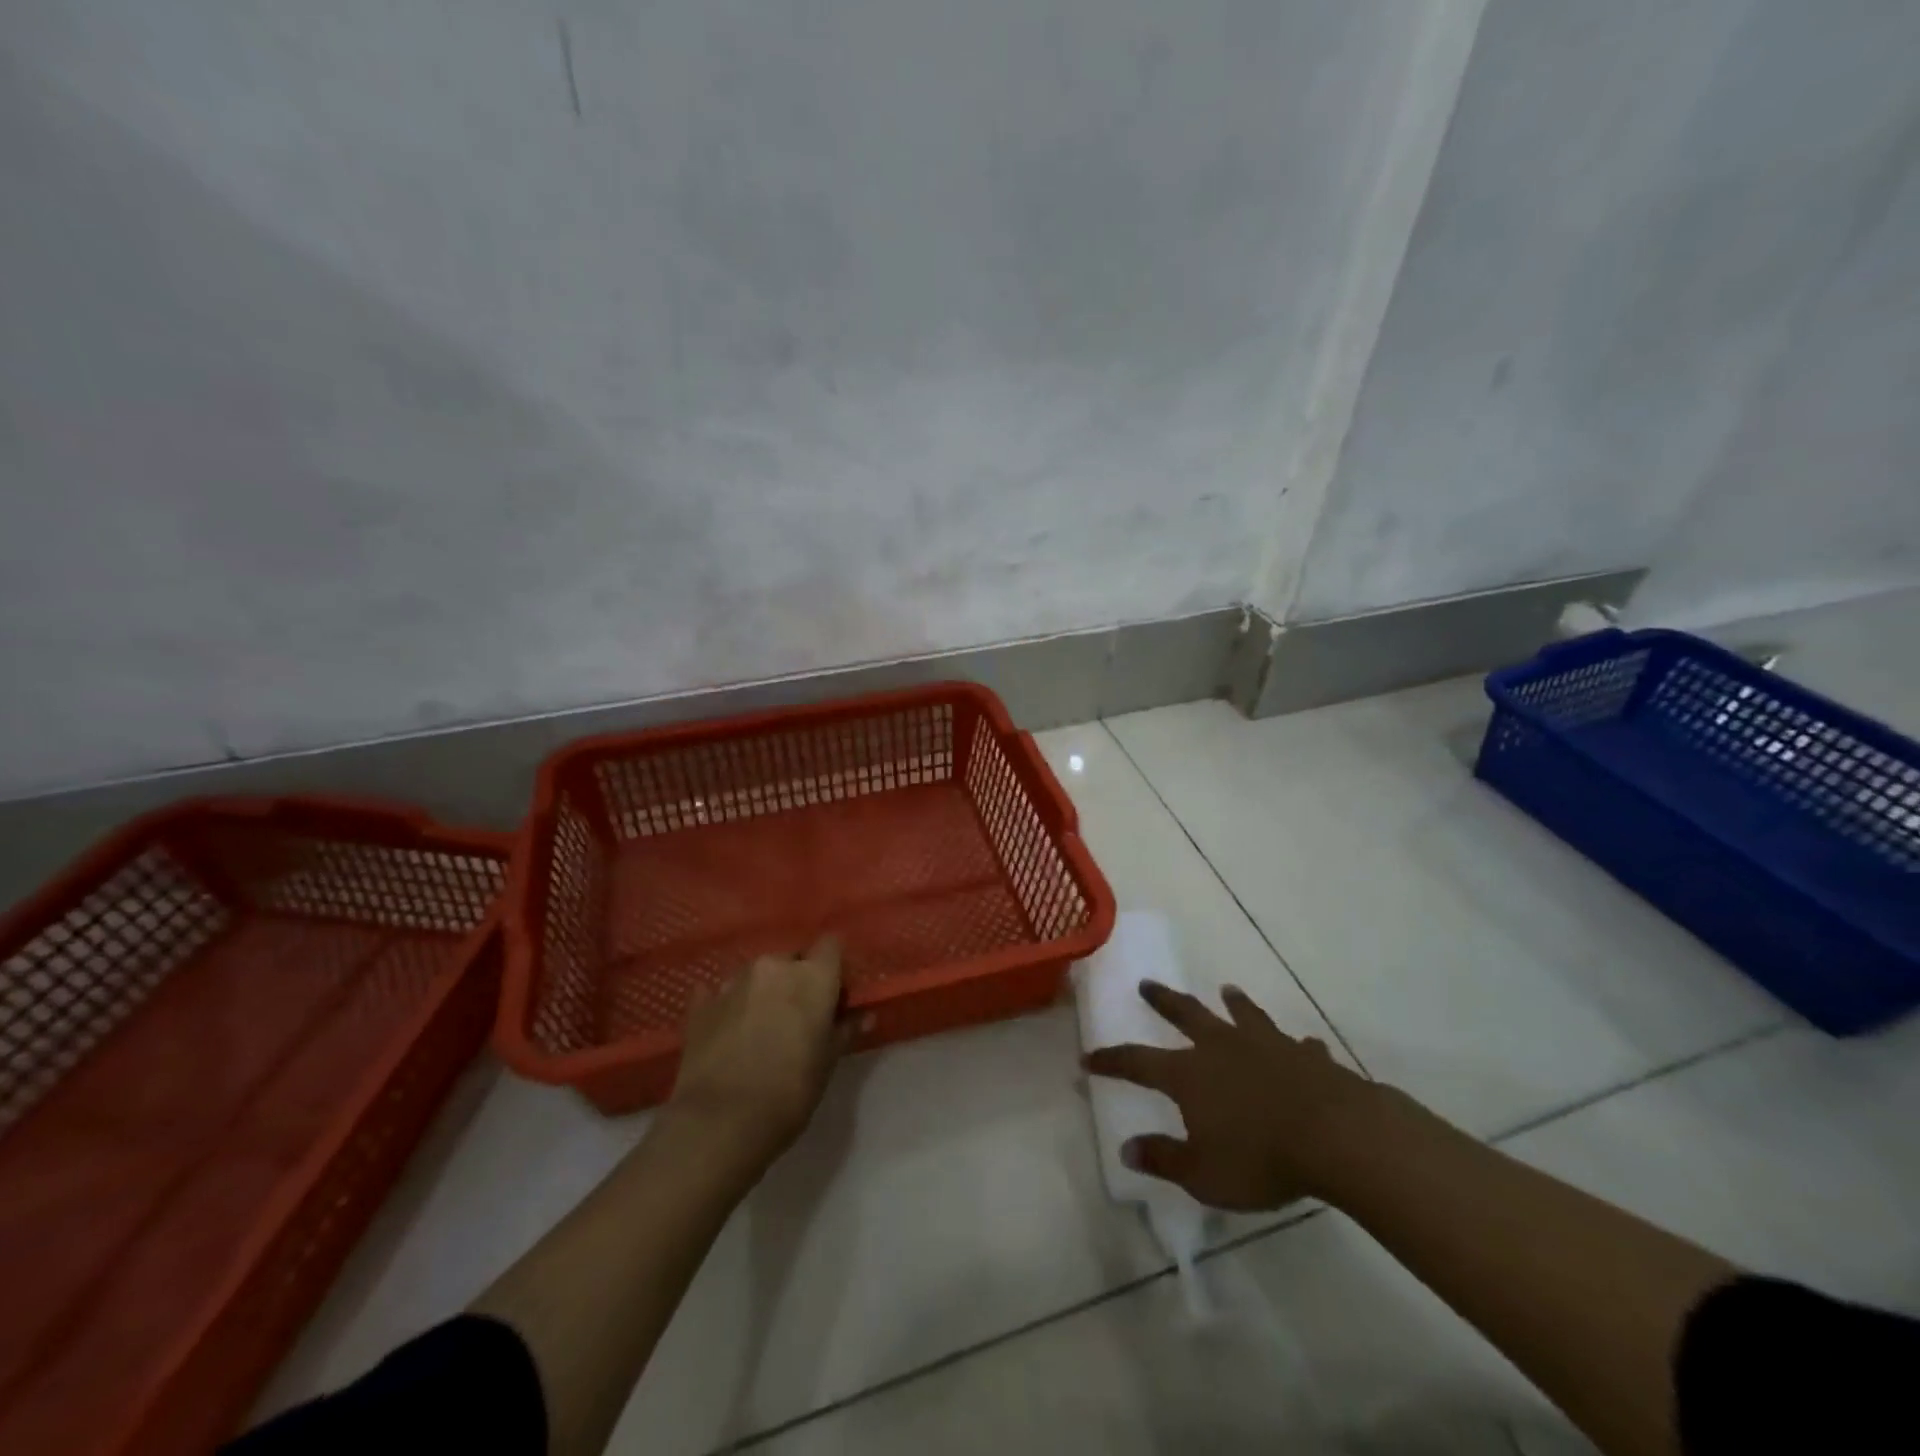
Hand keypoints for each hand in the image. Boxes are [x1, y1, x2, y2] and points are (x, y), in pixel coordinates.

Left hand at [669, 935, 850, 1165]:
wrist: (719, 1122)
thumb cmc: (789, 1091)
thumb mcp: (827, 1063)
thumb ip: (845, 1030)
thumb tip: (865, 1015)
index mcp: (812, 976)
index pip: (831, 945)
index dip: (833, 966)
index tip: (833, 993)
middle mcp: (773, 966)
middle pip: (792, 958)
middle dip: (796, 979)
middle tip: (798, 1016)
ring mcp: (733, 981)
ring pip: (756, 974)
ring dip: (763, 991)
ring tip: (761, 1027)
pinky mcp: (700, 1004)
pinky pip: (720, 993)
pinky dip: (728, 1005)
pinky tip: (728, 1029)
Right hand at [1083, 981, 1376, 1209]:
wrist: (1336, 1136)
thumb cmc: (1261, 1157)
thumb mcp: (1203, 1173)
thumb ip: (1164, 1159)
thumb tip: (1127, 1149)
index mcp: (1190, 1074)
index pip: (1138, 1062)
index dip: (1112, 1060)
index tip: (1089, 1057)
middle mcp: (1222, 1048)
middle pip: (1186, 1015)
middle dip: (1164, 1000)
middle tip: (1147, 984)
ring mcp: (1267, 1046)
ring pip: (1243, 1015)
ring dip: (1234, 1003)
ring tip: (1227, 989)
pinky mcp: (1307, 1057)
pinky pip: (1298, 1046)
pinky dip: (1297, 1046)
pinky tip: (1304, 1045)